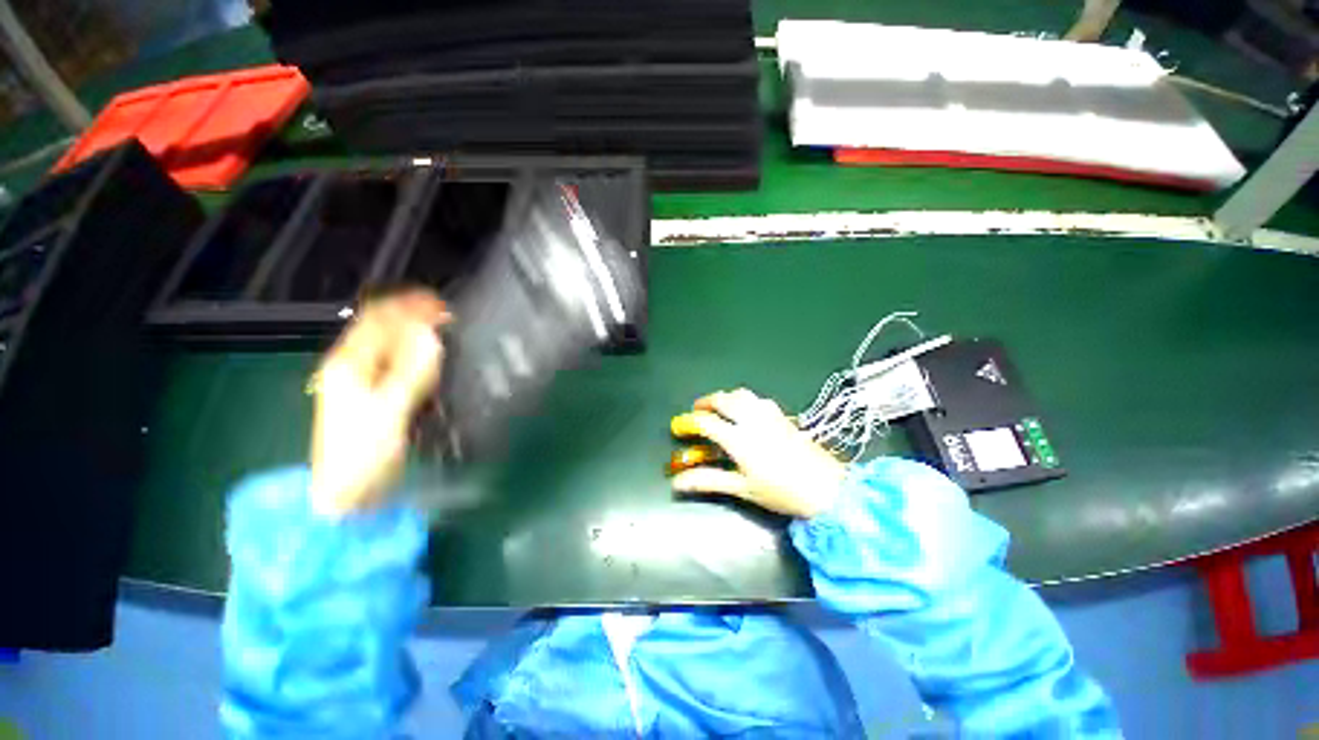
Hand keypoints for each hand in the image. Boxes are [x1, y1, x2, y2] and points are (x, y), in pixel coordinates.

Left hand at [309, 290, 449, 515]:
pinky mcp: (375, 397)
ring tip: (445, 329)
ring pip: (389, 345)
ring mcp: (361, 383)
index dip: (408, 308)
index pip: (378, 321)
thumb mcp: (388, 412)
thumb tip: (431, 336)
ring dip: (415, 332)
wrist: (345, 495)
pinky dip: (415, 353)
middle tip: (449, 315)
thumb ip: (410, 373)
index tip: (442, 305)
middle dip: (413, 316)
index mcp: (349, 366)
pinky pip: (396, 364)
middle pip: (381, 329)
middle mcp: (352, 367)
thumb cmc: (362, 455)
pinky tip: (432, 356)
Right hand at [670, 388, 846, 518]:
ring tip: (720, 408)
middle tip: (697, 410)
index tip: (680, 426)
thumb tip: (677, 483)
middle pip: (723, 400)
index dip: (689, 422)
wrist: (827, 488)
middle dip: (706, 402)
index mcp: (739, 438)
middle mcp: (752, 419)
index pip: (707, 422)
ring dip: (726, 397)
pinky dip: (744, 400)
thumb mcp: (742, 488)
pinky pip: (757, 399)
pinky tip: (747, 412)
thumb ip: (708, 481)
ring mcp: (769, 414)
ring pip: (741, 394)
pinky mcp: (783, 415)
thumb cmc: (781, 491)